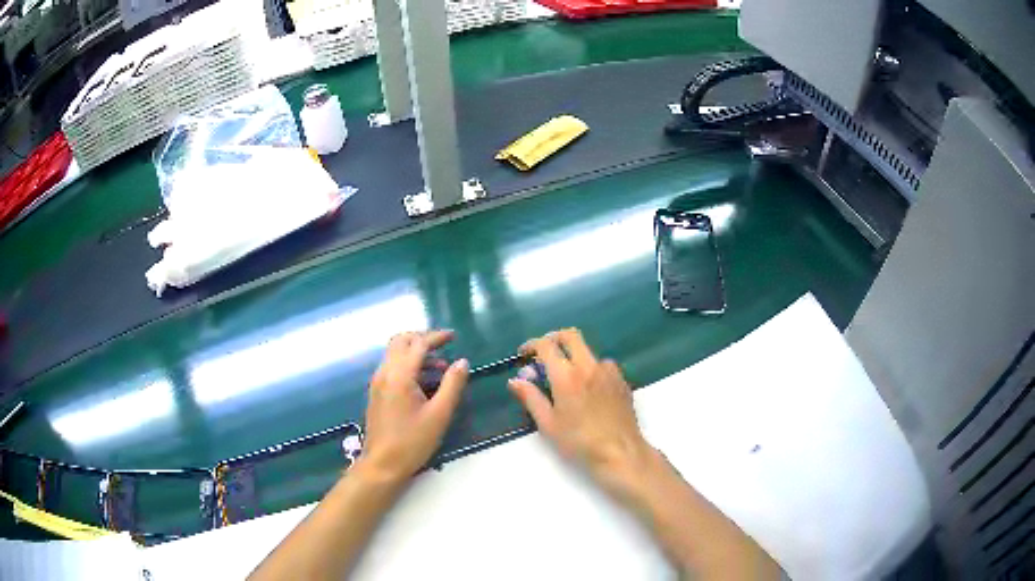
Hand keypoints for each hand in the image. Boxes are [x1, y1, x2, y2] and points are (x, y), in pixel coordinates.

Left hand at [360, 330, 469, 483]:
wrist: (382, 464)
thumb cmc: (412, 441)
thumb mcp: (439, 414)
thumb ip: (452, 385)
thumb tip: (462, 362)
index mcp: (399, 375)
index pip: (418, 344)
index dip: (436, 337)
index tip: (453, 336)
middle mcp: (385, 372)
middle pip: (401, 341)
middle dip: (422, 339)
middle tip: (443, 346)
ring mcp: (378, 382)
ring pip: (395, 353)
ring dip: (416, 353)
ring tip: (440, 368)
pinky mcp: (376, 392)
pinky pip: (392, 367)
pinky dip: (408, 364)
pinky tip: (424, 383)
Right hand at [508, 328, 651, 491]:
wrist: (620, 452)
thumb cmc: (579, 442)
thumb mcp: (548, 424)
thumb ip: (531, 398)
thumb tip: (515, 381)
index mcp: (567, 376)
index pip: (546, 346)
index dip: (531, 345)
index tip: (523, 354)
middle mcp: (589, 366)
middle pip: (571, 336)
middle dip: (553, 338)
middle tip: (543, 353)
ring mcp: (609, 371)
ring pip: (588, 352)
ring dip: (574, 357)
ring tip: (567, 380)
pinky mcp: (622, 380)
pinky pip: (603, 366)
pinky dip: (591, 370)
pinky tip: (589, 390)